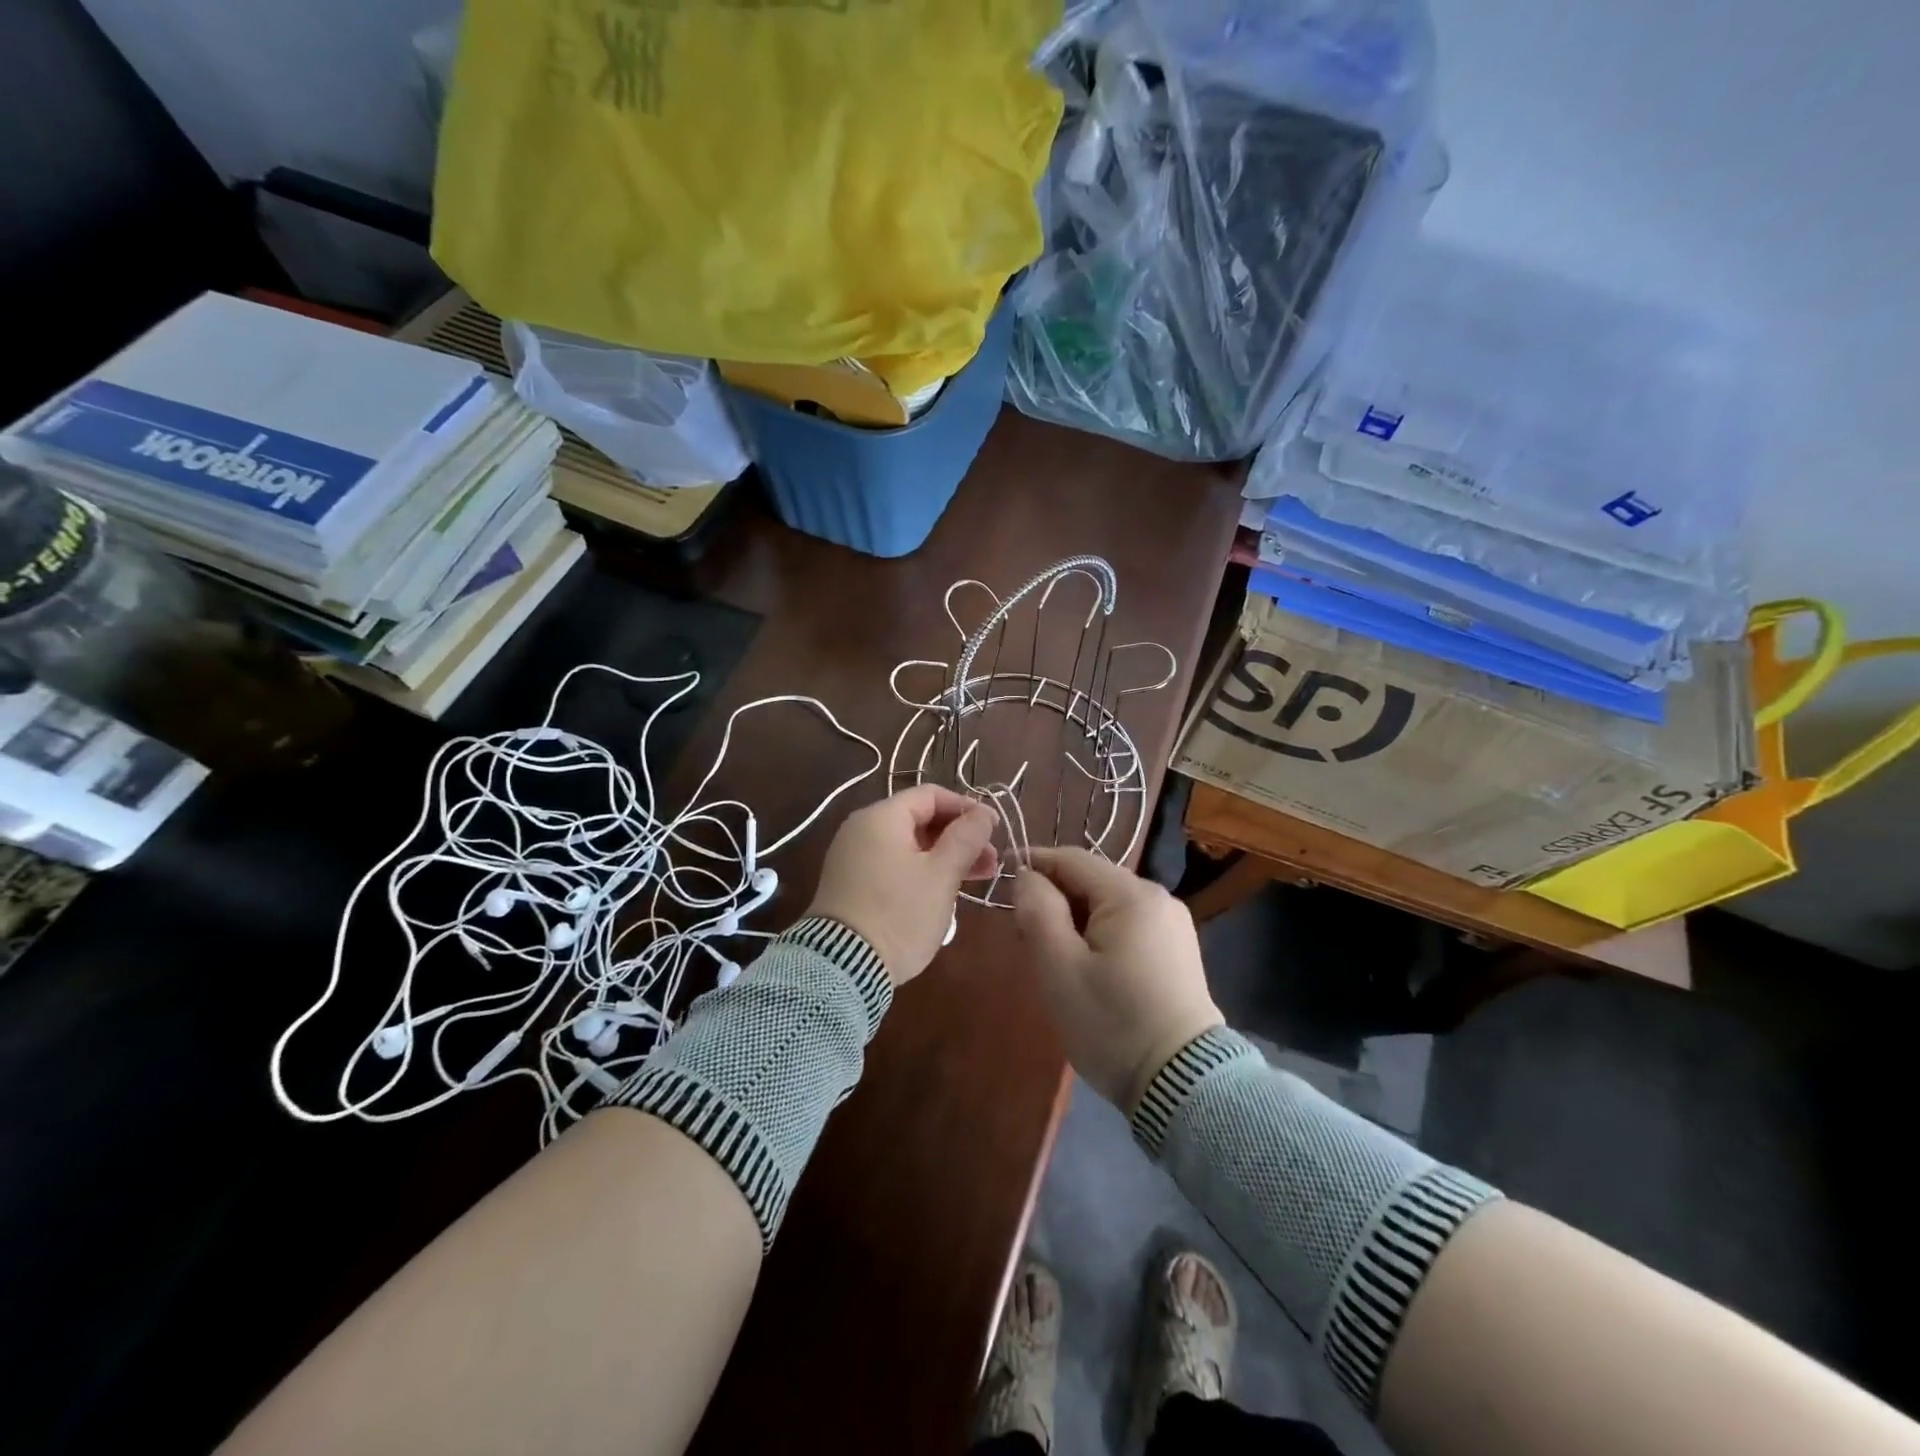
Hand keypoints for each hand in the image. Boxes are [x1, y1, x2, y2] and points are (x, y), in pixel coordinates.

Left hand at [807, 785, 997, 985]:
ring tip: (977, 879)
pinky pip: (893, 864)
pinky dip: (922, 871)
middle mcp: (862, 829)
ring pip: (909, 845)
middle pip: (920, 819)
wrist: (843, 967)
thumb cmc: (899, 913)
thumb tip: (984, 812)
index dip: (967, 807)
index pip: (931, 795)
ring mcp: (853, 857)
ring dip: (945, 857)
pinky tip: (945, 891)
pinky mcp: (852, 884)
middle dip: (960, 837)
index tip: (994, 829)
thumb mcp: (941, 875)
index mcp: (881, 817)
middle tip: (991, 862)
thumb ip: (966, 838)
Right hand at [1013, 848, 1221, 1113]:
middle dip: (1054, 899)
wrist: (1182, 1085)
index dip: (1033, 865)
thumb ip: (1037, 910)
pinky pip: (1128, 925)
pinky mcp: (1177, 950)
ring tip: (1053, 957)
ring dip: (1075, 919)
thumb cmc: (1112, 1023)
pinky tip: (1088, 968)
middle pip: (1091, 880)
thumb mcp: (1059, 967)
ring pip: (1108, 904)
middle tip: (1024, 937)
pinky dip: (1100, 935)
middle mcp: (1158, 897)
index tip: (1003, 887)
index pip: (1071, 859)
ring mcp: (1173, 924)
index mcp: (1131, 894)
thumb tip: (1028, 876)